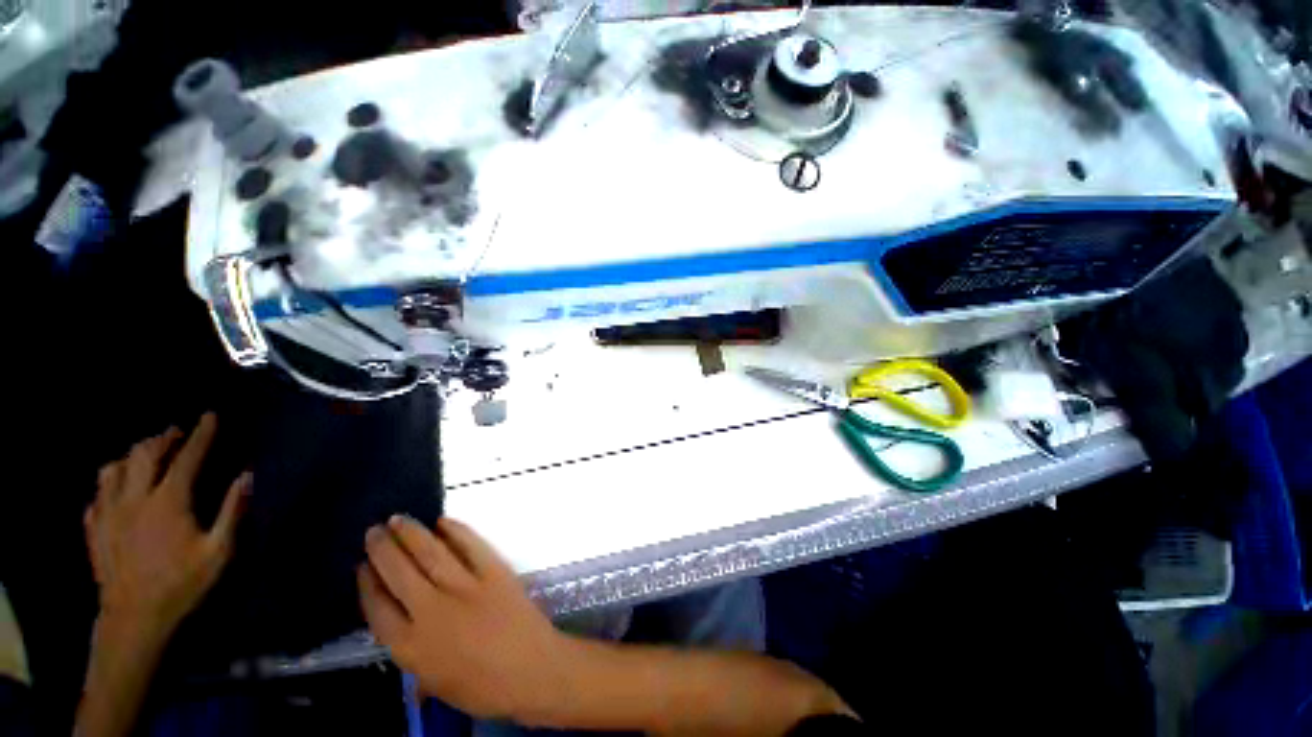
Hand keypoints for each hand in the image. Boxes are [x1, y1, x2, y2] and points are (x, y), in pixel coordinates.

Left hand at [85, 413, 250, 637]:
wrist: (135, 616)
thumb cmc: (179, 590)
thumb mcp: (214, 560)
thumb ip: (230, 517)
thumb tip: (246, 477)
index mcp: (168, 497)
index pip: (187, 456)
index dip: (201, 435)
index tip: (210, 416)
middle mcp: (136, 489)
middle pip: (148, 451)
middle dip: (163, 438)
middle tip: (174, 434)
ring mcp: (111, 504)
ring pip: (117, 465)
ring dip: (129, 458)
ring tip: (136, 460)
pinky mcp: (97, 523)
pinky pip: (97, 496)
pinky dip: (104, 492)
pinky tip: (108, 498)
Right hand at [359, 516, 570, 720]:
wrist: (544, 678)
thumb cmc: (491, 693)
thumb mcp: (442, 689)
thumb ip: (416, 667)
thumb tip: (403, 653)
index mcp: (412, 646)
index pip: (376, 606)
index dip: (366, 583)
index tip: (362, 568)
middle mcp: (429, 611)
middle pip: (393, 568)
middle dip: (379, 546)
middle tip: (374, 532)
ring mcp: (462, 589)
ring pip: (425, 548)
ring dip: (407, 530)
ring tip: (398, 521)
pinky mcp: (493, 573)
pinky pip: (467, 542)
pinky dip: (453, 529)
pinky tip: (442, 523)